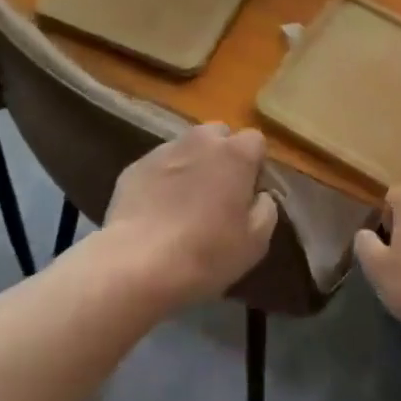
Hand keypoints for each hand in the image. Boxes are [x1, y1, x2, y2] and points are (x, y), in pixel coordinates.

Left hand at [102, 124, 278, 306]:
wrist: (136, 264)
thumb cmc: (206, 253)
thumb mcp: (255, 242)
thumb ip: (266, 209)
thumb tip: (260, 195)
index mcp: (236, 153)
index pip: (256, 141)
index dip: (254, 166)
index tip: (247, 195)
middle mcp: (201, 140)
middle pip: (219, 136)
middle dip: (222, 157)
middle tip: (217, 196)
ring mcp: (164, 150)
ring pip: (187, 148)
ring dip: (192, 166)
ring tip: (184, 204)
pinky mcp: (135, 166)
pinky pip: (158, 166)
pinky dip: (162, 180)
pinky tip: (156, 213)